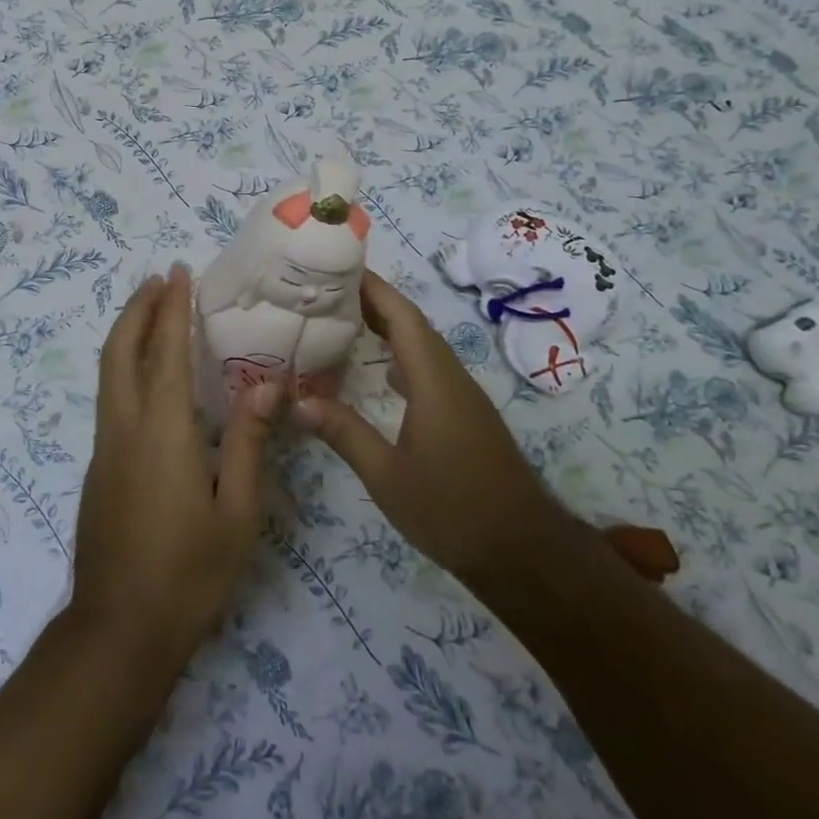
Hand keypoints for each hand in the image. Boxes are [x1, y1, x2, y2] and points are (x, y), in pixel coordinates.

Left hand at [72, 265, 280, 673]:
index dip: (172, 308)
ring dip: (127, 335)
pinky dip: (126, 368)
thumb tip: (268, 384)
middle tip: (159, 281)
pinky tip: (150, 379)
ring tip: (152, 314)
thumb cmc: (189, 574)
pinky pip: (111, 400)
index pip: (165, 352)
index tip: (179, 272)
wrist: (118, 633)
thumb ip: (248, 442)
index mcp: (161, 432)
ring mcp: (103, 450)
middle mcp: (123, 429)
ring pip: (108, 374)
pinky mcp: (98, 470)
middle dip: (137, 309)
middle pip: (119, 351)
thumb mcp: (237, 512)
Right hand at [296, 271, 573, 590]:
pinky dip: (400, 357)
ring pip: (422, 346)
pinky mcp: (465, 415)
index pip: (402, 316)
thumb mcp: (387, 476)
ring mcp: (463, 396)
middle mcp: (451, 377)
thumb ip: (343, 433)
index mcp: (434, 380)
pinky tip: (379, 371)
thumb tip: (296, 400)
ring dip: (387, 328)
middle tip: (326, 292)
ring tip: (343, 321)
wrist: (522, 551)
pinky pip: (429, 369)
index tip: (337, 266)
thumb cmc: (452, 510)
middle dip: (373, 301)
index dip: (372, 287)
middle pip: (412, 324)